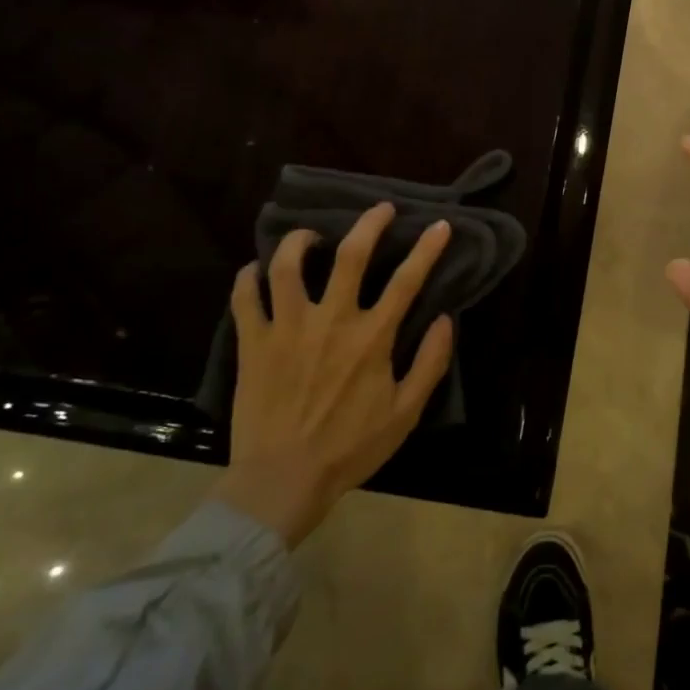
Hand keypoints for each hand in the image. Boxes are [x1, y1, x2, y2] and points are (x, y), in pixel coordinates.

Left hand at [215, 203, 454, 545]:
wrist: (282, 480)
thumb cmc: (350, 448)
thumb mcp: (405, 413)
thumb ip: (430, 363)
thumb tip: (444, 320)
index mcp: (371, 337)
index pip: (407, 280)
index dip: (427, 248)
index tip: (439, 225)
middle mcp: (330, 321)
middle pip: (350, 255)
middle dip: (369, 224)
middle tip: (379, 209)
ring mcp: (287, 328)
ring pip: (288, 265)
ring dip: (300, 240)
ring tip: (310, 235)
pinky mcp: (253, 343)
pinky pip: (245, 298)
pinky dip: (249, 277)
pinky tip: (256, 269)